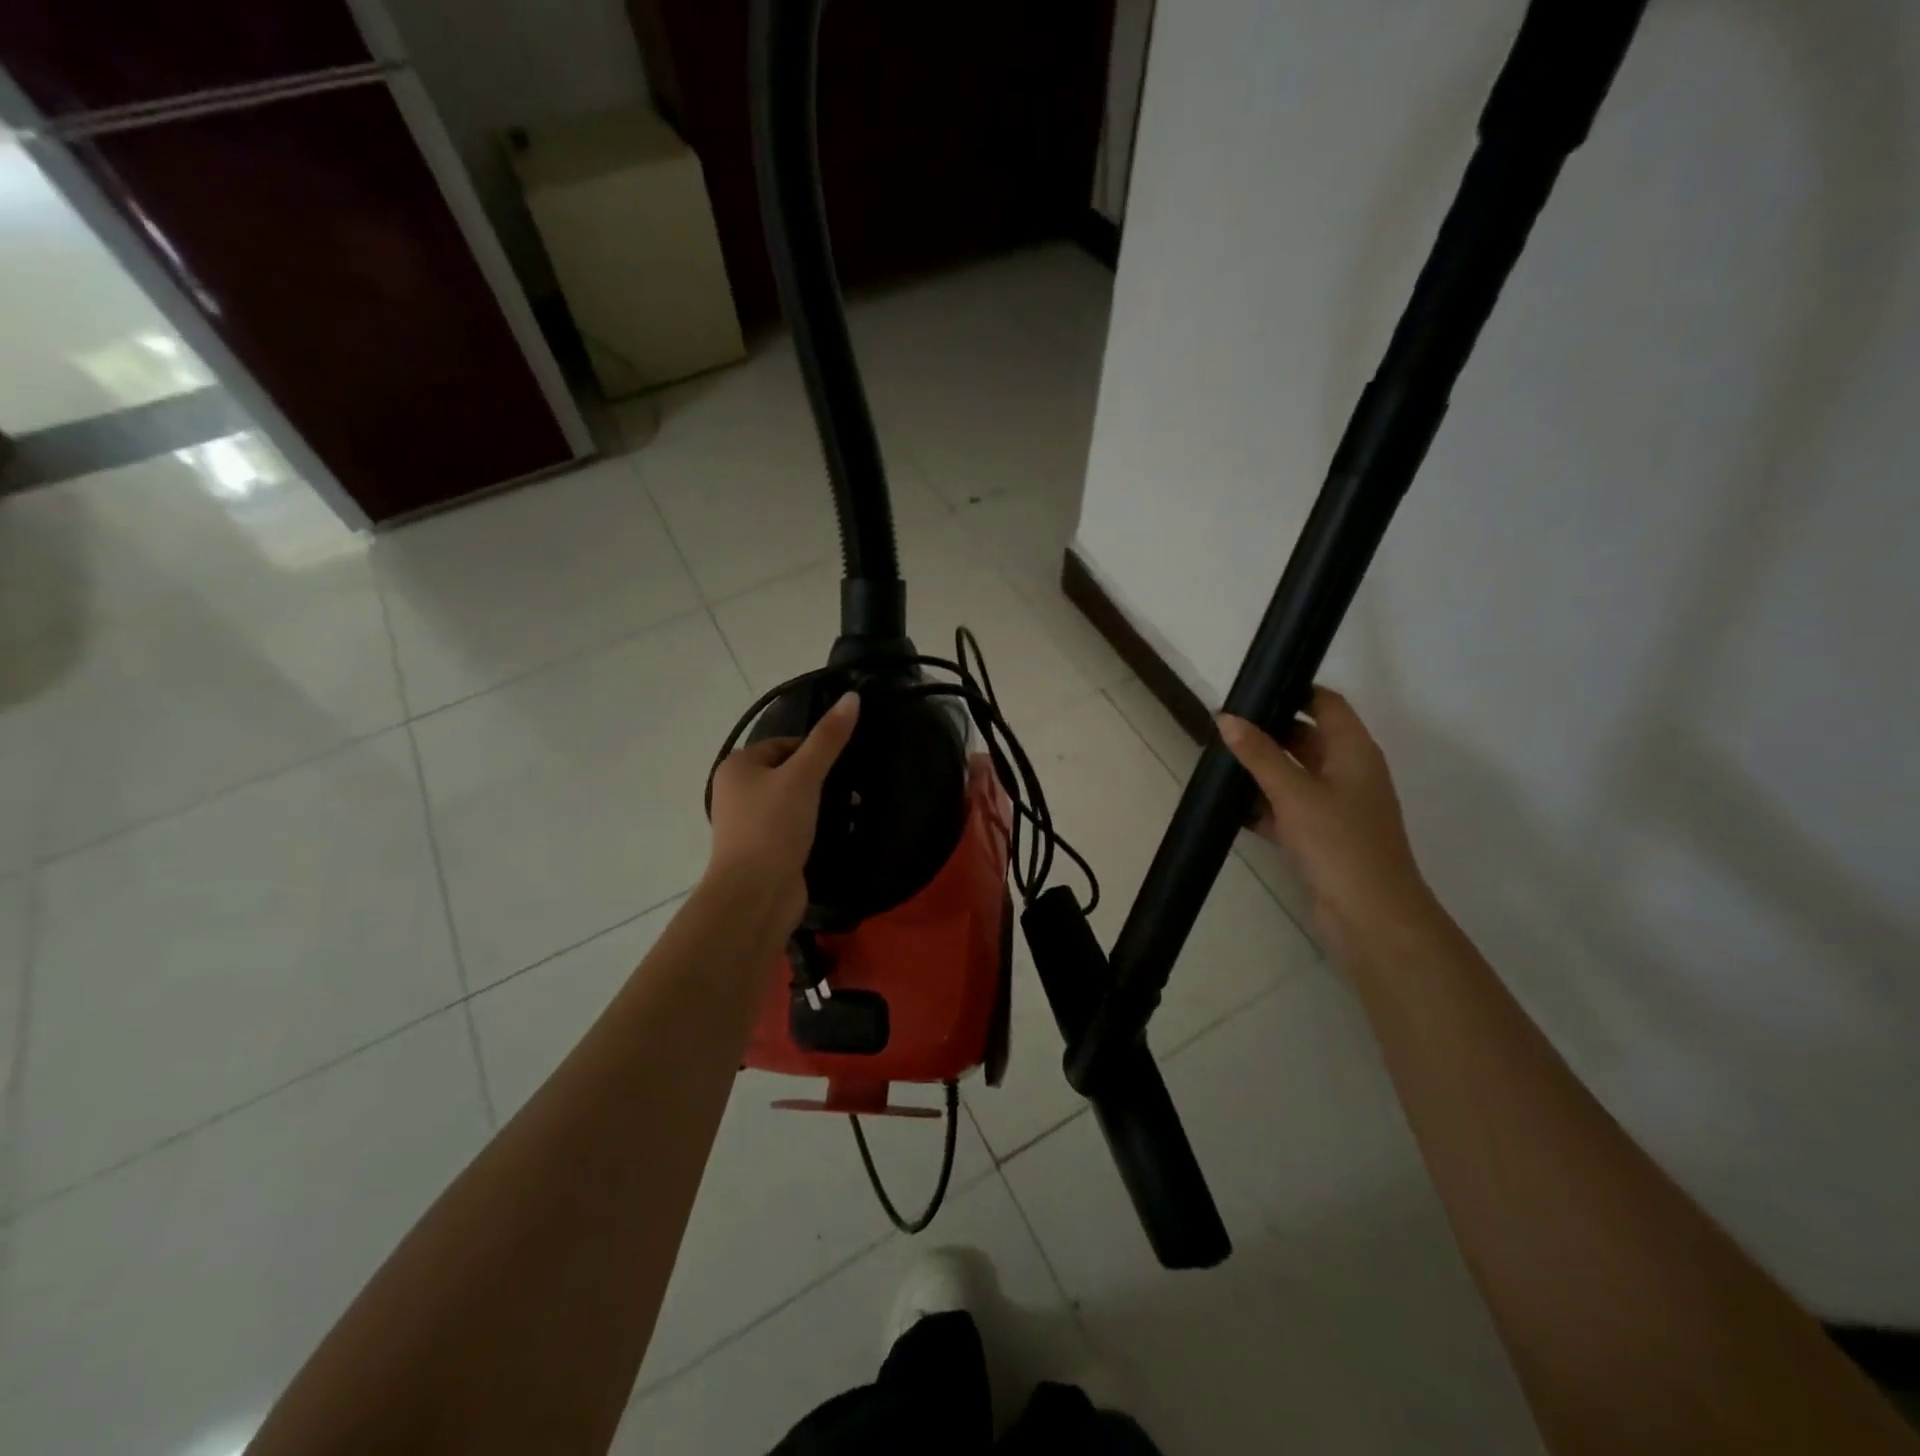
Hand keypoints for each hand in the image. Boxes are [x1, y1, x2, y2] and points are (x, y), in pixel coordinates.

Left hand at [706, 692, 859, 929]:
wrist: (755, 895)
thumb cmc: (773, 827)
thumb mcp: (804, 776)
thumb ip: (828, 738)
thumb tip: (853, 696)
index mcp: (738, 767)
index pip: (784, 744)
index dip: (815, 749)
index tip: (842, 763)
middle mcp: (738, 792)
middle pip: (789, 772)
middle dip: (821, 779)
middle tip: (852, 787)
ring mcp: (750, 825)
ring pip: (793, 802)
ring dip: (820, 805)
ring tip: (852, 810)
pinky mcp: (765, 851)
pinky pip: (793, 829)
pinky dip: (814, 828)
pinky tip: (836, 834)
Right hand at [1218, 688, 1436, 963]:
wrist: (1371, 916)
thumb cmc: (1339, 843)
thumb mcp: (1294, 793)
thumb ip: (1259, 754)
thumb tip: (1226, 717)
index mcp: (1354, 751)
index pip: (1326, 704)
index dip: (1293, 691)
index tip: (1252, 689)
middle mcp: (1348, 772)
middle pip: (1307, 737)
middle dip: (1268, 732)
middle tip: (1223, 727)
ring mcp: (1336, 807)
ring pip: (1294, 775)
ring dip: (1262, 770)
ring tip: (1219, 762)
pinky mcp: (1321, 836)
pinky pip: (1288, 809)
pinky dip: (1264, 805)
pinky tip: (1231, 806)